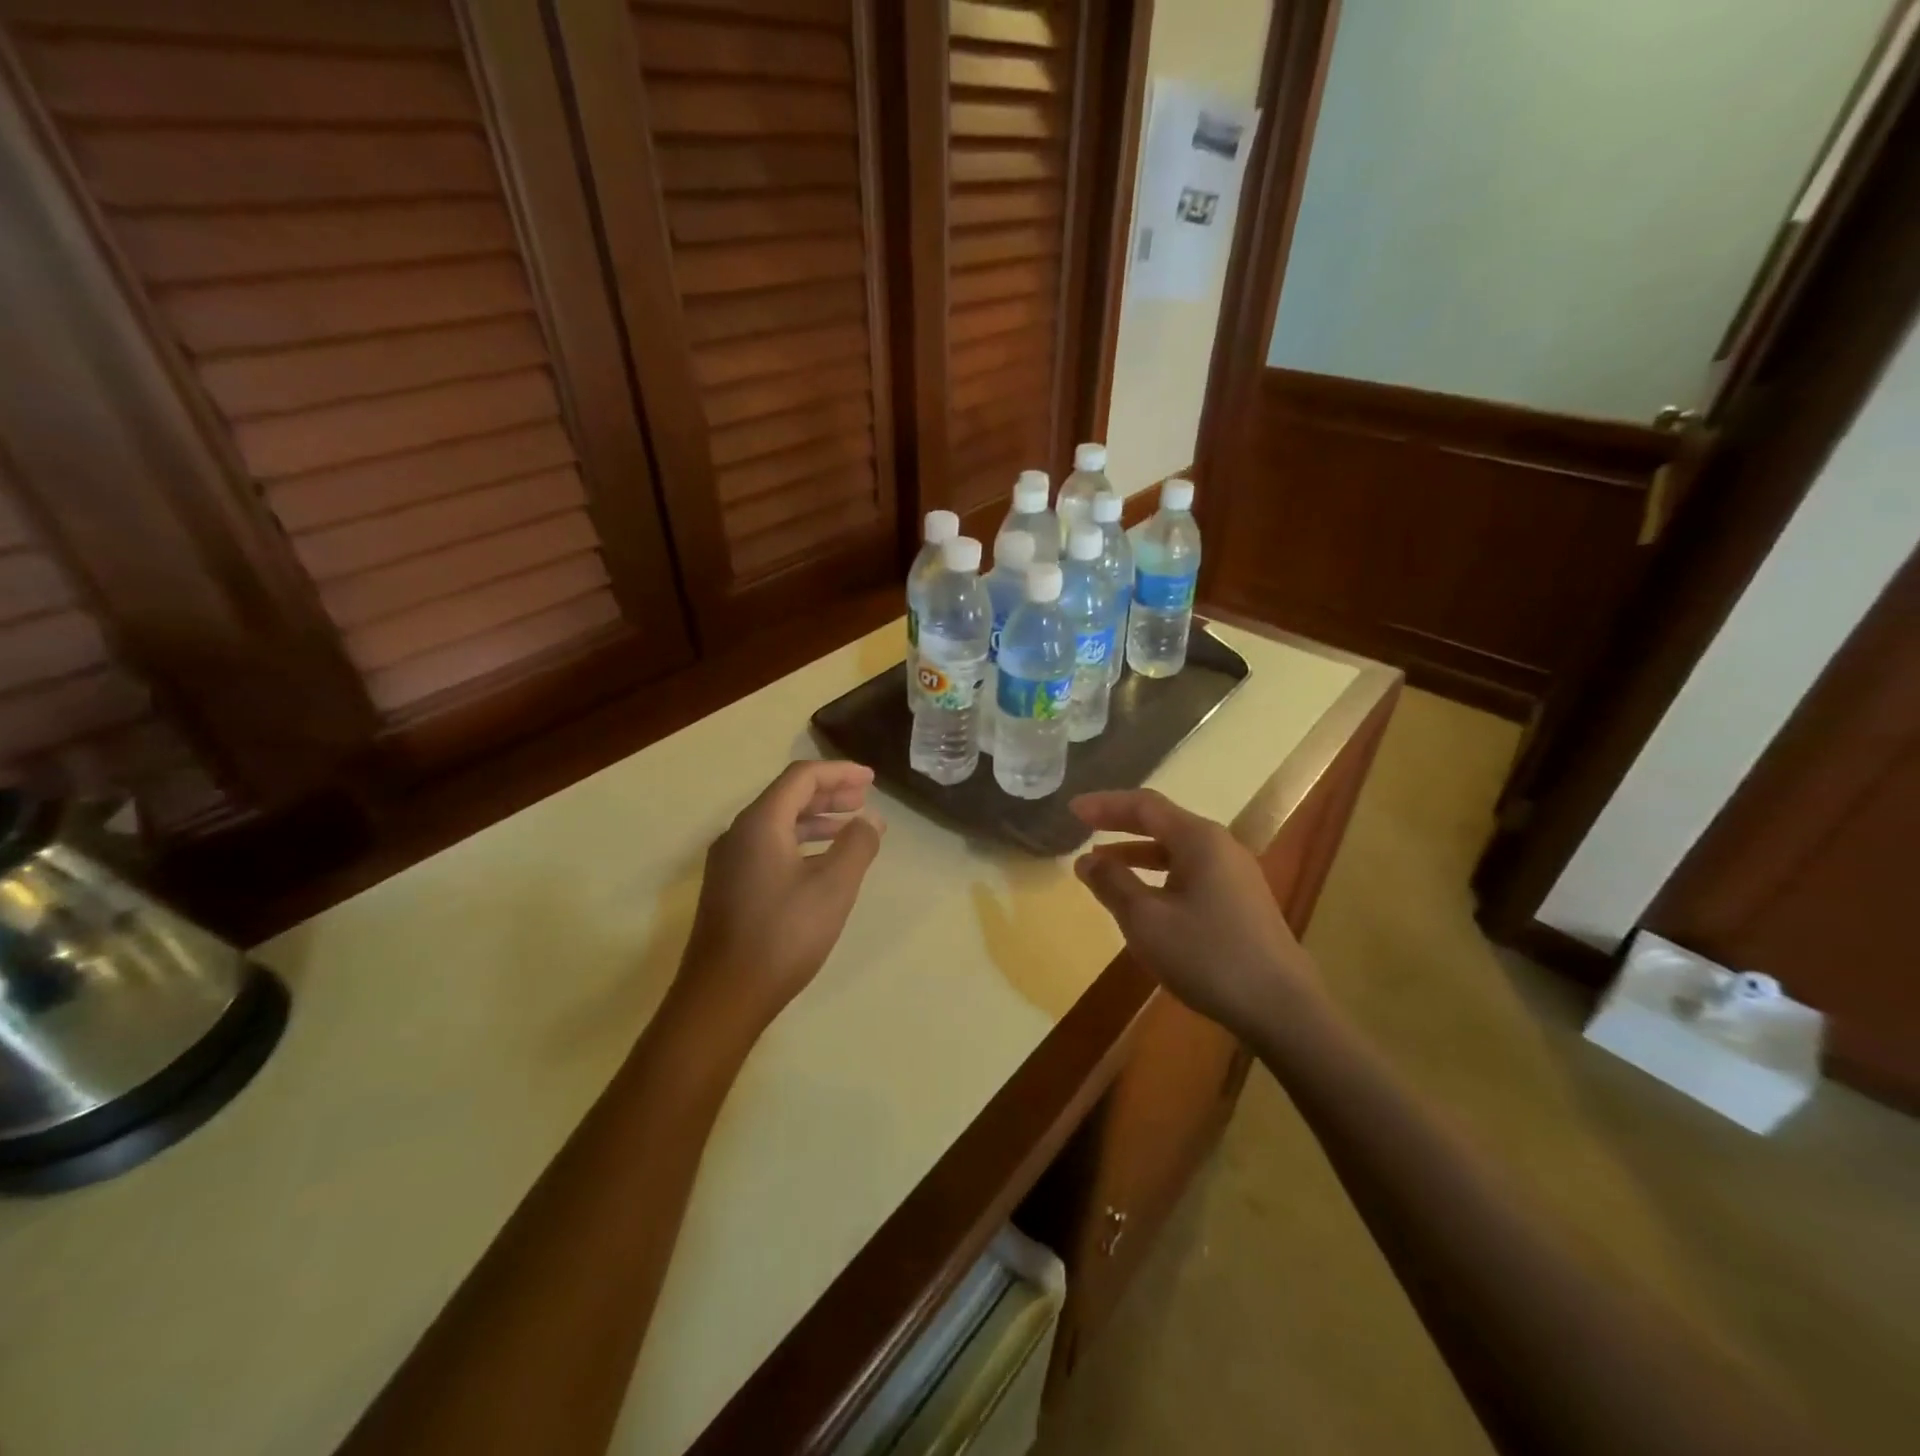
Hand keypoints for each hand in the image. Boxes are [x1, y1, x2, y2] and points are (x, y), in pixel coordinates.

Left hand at [678, 760, 884, 1030]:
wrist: (722, 997)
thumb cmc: (783, 935)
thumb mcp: (833, 887)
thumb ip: (856, 845)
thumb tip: (870, 820)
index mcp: (760, 823)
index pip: (801, 778)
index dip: (839, 772)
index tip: (871, 779)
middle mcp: (739, 834)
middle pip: (787, 797)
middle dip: (829, 793)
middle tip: (864, 798)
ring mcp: (729, 862)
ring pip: (777, 824)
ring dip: (816, 819)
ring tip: (850, 827)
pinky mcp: (729, 887)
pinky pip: (769, 847)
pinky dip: (800, 843)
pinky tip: (820, 863)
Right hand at [1071, 788, 1317, 1034]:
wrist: (1282, 1008)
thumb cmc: (1208, 956)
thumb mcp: (1146, 920)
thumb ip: (1113, 883)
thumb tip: (1087, 860)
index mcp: (1199, 839)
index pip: (1144, 805)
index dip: (1105, 804)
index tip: (1072, 809)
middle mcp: (1221, 846)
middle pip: (1163, 822)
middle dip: (1120, 823)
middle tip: (1084, 825)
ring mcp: (1236, 875)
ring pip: (1177, 850)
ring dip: (1138, 852)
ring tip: (1104, 864)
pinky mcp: (1241, 902)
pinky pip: (1190, 873)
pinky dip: (1159, 875)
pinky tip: (1144, 898)